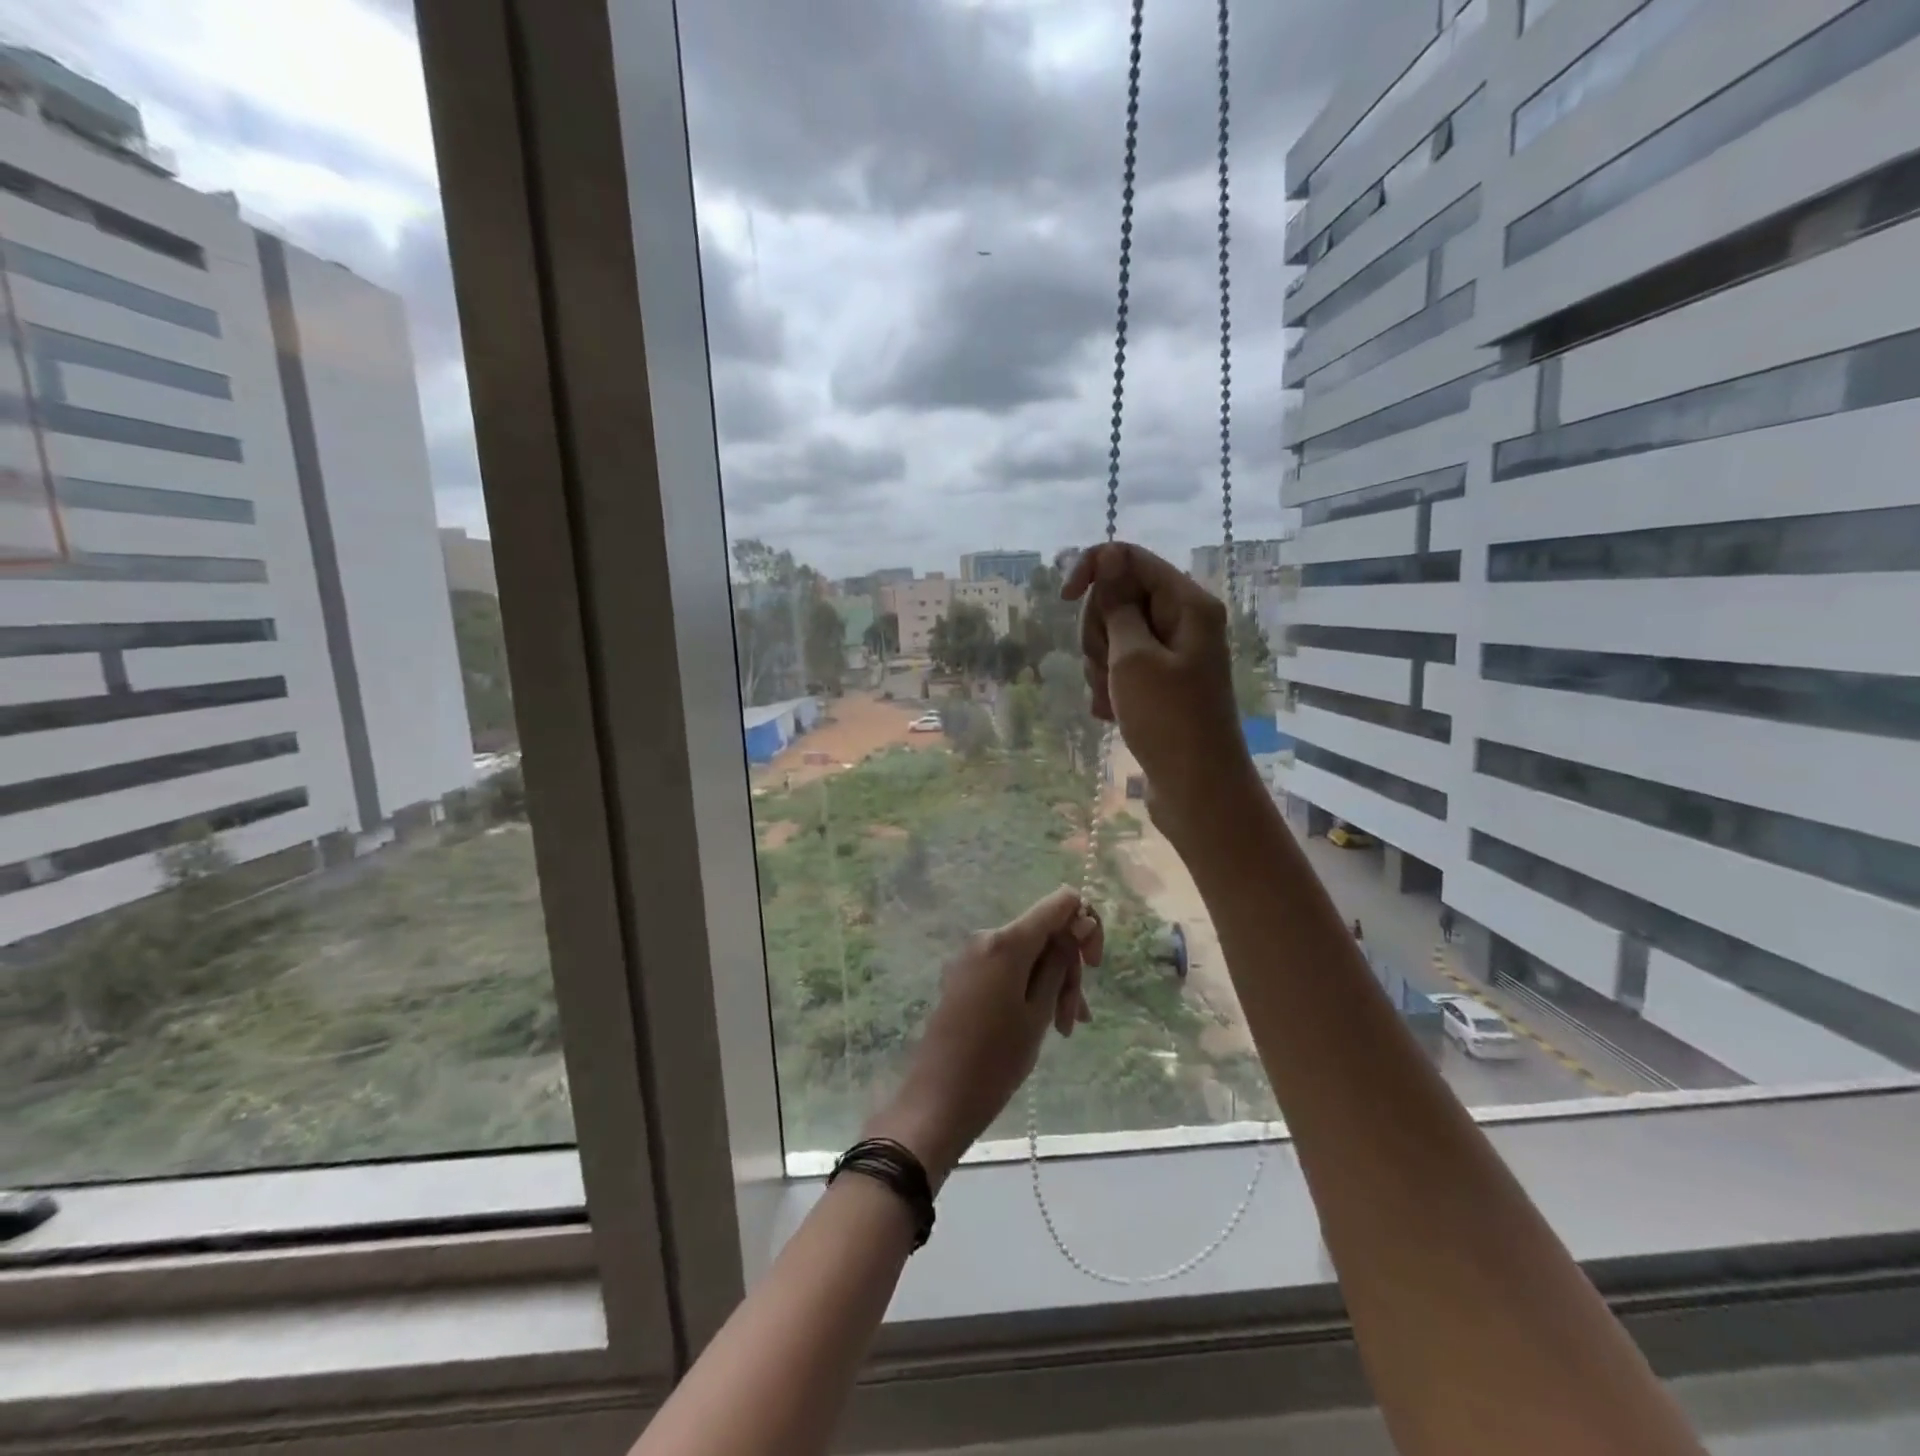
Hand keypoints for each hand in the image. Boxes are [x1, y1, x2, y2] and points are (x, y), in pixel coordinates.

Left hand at [866, 887, 1101, 1186]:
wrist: (939, 1099)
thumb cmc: (996, 1060)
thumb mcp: (1039, 1011)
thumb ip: (1061, 961)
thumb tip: (1081, 921)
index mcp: (1006, 942)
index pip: (1060, 902)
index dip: (1085, 926)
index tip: (1093, 966)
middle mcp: (986, 938)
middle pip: (1044, 933)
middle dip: (1068, 968)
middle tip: (1074, 1019)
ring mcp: (971, 957)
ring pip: (1028, 955)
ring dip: (1051, 985)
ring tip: (1062, 1029)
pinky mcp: (964, 976)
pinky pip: (1007, 969)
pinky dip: (1029, 989)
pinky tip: (1042, 1024)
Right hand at [1063, 542, 1257, 843]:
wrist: (1197, 790)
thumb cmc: (1169, 720)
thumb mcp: (1133, 659)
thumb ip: (1117, 606)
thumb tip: (1108, 556)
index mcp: (1187, 604)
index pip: (1129, 558)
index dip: (1092, 570)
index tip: (1064, 598)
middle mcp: (1181, 622)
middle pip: (1118, 599)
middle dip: (1099, 631)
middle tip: (1109, 668)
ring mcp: (1170, 655)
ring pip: (1113, 637)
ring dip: (1101, 666)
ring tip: (1114, 699)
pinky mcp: (1159, 684)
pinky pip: (1120, 668)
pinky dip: (1110, 687)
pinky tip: (1114, 713)